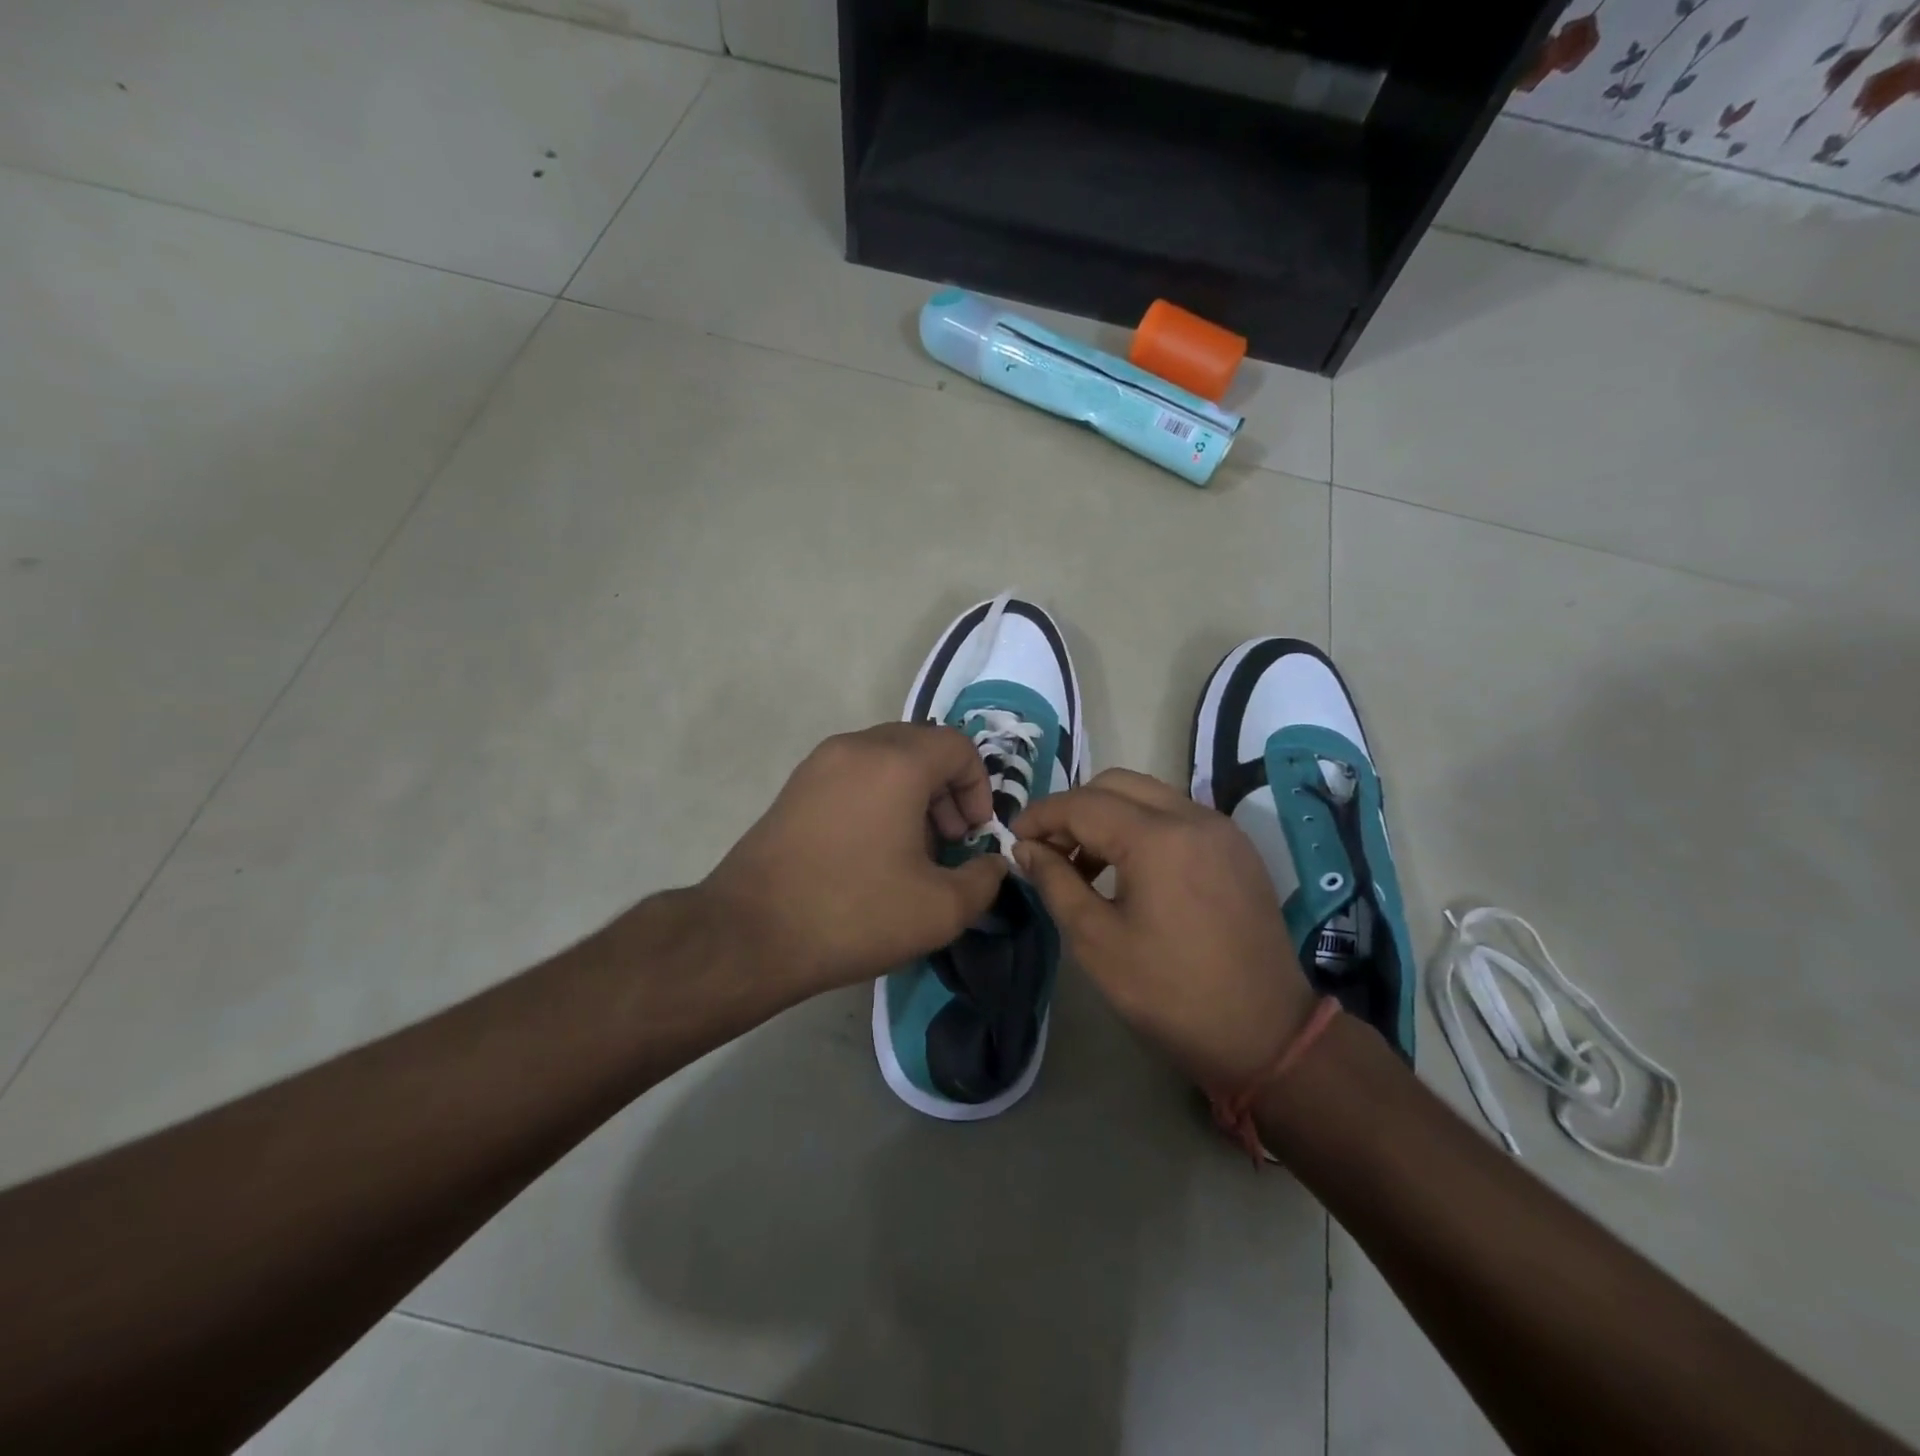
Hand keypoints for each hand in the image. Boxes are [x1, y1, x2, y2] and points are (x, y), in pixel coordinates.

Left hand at [700, 723, 1008, 992]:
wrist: (750, 934)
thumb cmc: (853, 913)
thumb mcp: (940, 910)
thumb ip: (984, 880)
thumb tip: (992, 864)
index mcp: (896, 762)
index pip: (958, 746)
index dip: (979, 788)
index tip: (972, 836)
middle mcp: (857, 747)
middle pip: (922, 746)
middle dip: (947, 789)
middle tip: (948, 841)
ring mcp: (819, 764)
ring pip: (886, 758)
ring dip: (913, 793)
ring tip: (912, 850)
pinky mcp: (795, 787)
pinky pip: (854, 774)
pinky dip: (878, 796)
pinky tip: (872, 850)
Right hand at [1012, 770, 1313, 1089]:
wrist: (1266, 1033)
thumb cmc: (1171, 993)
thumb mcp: (1096, 942)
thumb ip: (1056, 883)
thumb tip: (1027, 848)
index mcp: (1157, 838)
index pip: (1082, 804)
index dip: (1041, 815)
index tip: (1014, 836)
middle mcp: (1192, 817)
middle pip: (1116, 785)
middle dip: (1074, 808)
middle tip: (1048, 848)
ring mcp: (1221, 829)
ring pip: (1148, 795)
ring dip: (1108, 815)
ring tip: (1085, 864)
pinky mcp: (1236, 848)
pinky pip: (1177, 815)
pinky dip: (1142, 826)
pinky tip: (1130, 869)